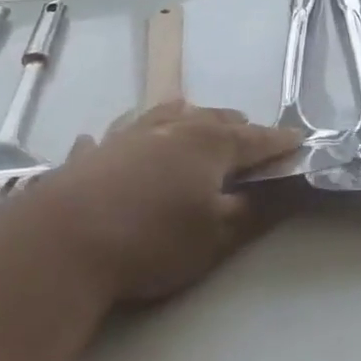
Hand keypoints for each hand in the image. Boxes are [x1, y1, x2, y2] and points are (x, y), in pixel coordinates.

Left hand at [8, 102, 300, 307]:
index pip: (256, 139)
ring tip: (191, 117)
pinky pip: (110, 139)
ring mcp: (126, 137)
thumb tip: (285, 192)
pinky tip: (105, 141)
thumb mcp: (215, 236)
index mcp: (208, 144)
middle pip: (212, 120)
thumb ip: (254, 212)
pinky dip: (120, 140)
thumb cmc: (152, 239)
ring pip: (162, 116)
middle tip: (251, 136)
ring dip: (184, 118)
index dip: (279, 143)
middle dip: (236, 127)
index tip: (299, 142)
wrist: (61, 244)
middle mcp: (170, 129)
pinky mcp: (89, 157)